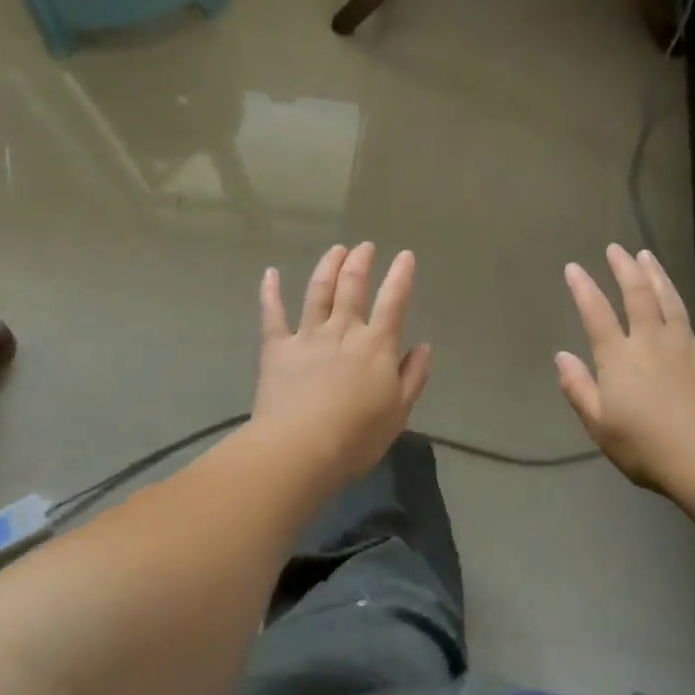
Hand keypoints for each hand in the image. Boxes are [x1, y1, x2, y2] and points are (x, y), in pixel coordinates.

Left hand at [253, 243, 431, 486]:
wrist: (300, 447)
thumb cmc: (356, 436)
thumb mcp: (399, 412)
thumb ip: (413, 376)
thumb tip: (424, 346)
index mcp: (377, 345)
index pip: (393, 301)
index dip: (401, 276)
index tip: (406, 255)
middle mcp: (343, 331)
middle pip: (352, 286)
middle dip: (360, 262)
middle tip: (365, 247)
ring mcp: (308, 336)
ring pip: (318, 291)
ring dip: (328, 266)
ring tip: (336, 249)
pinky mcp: (277, 348)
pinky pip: (273, 314)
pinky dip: (270, 292)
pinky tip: (270, 273)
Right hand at [556, 245, 694, 494]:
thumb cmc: (644, 446)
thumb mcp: (598, 424)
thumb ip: (578, 387)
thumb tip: (561, 356)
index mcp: (618, 357)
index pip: (595, 314)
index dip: (583, 288)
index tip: (573, 267)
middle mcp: (651, 341)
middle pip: (636, 296)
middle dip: (624, 269)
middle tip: (616, 249)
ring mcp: (687, 347)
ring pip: (671, 302)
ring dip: (658, 276)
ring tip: (648, 256)